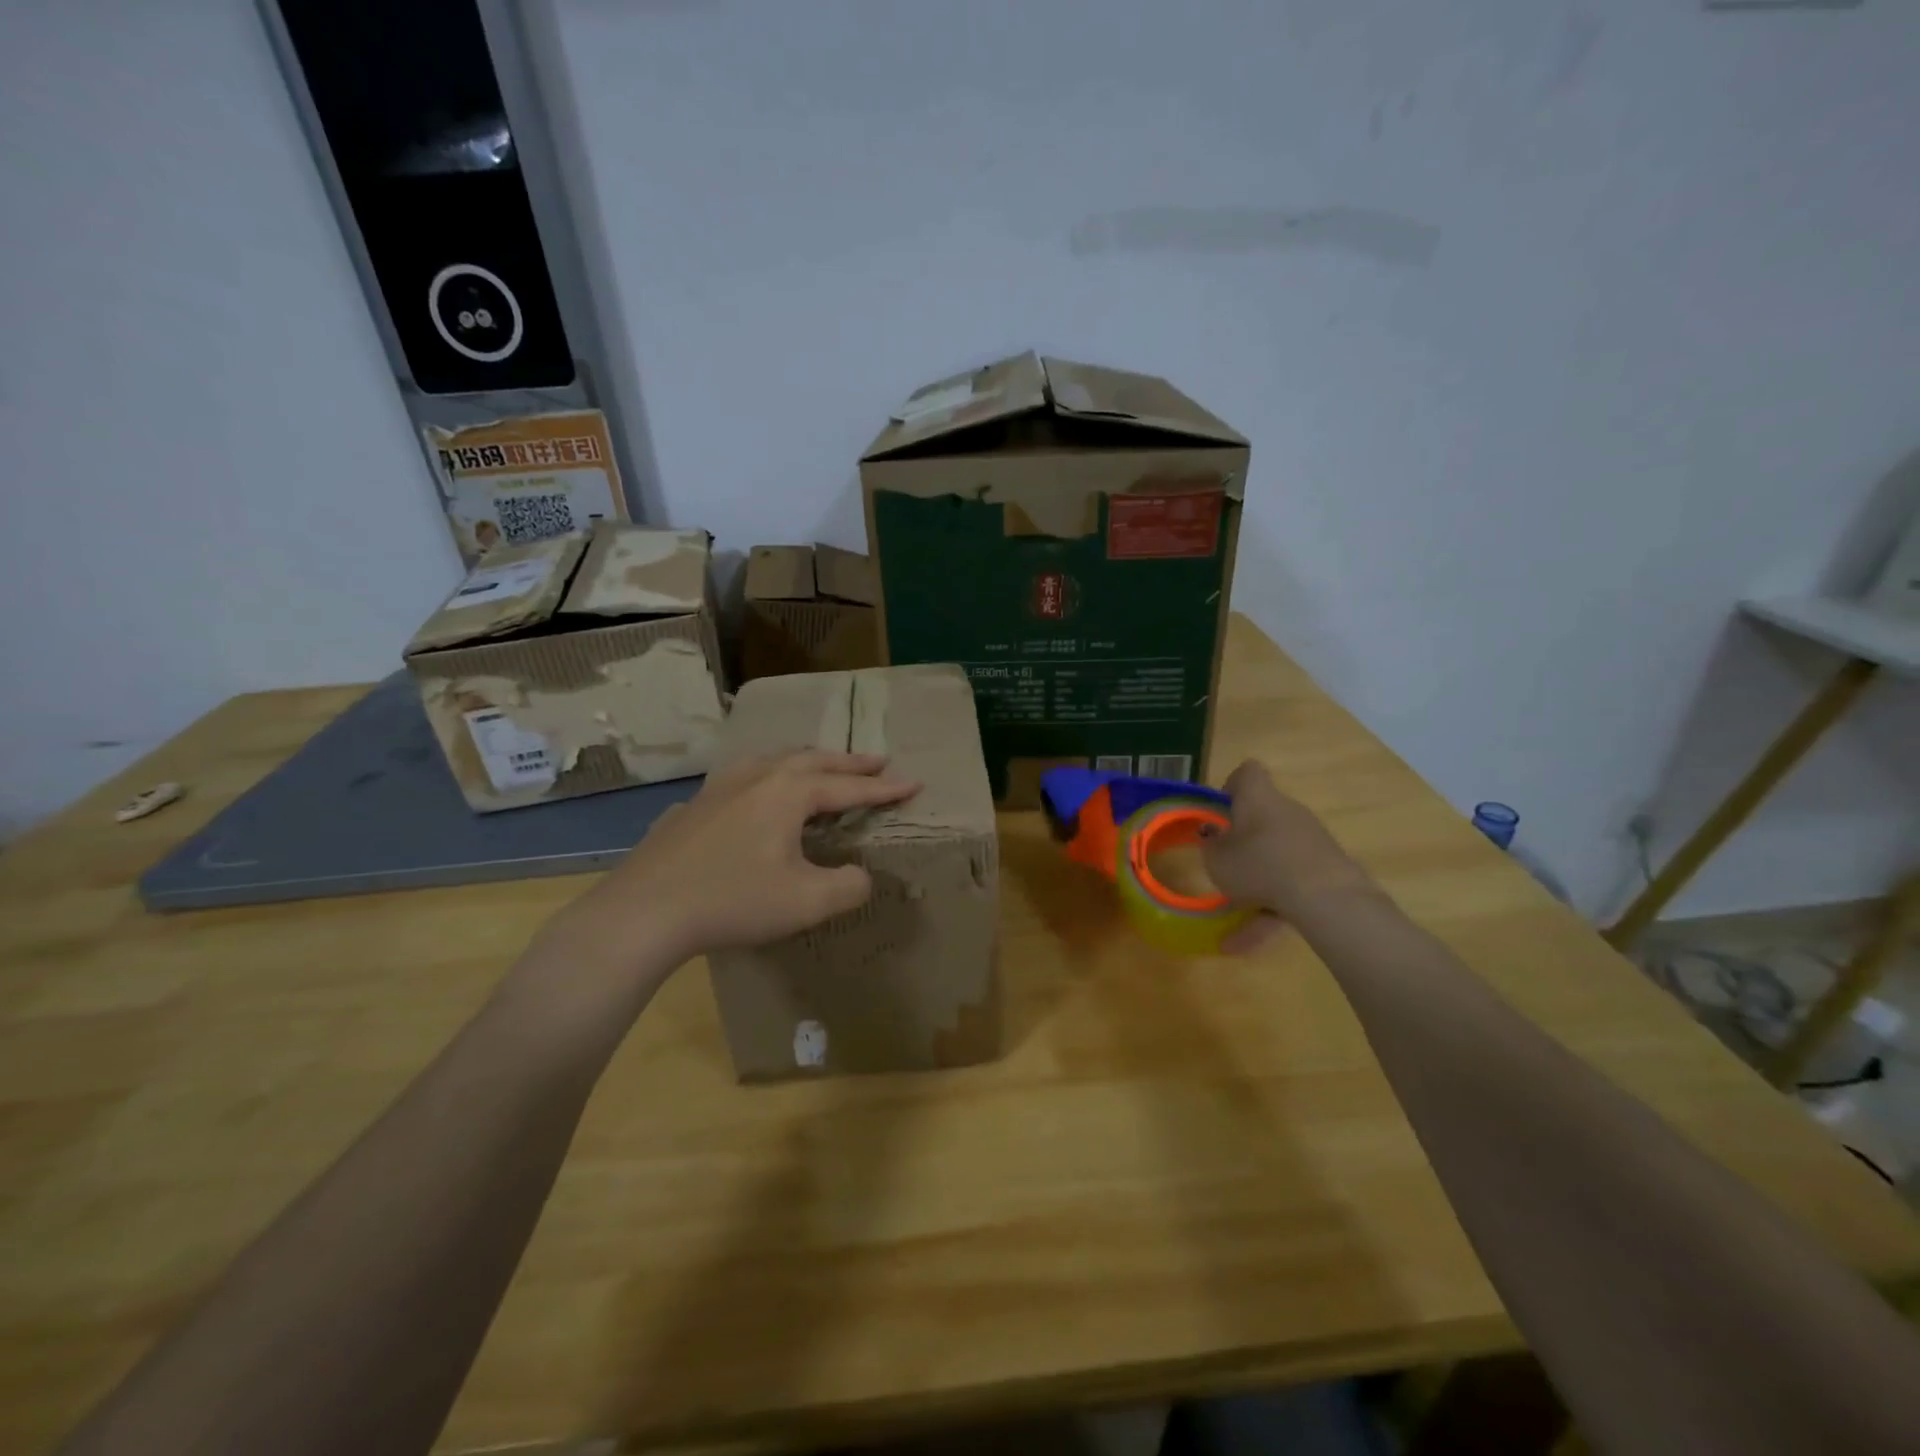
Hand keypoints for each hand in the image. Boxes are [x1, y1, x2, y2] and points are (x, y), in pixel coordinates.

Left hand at [530, 750, 919, 998]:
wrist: (644, 911)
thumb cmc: (733, 902)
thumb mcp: (806, 902)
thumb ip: (848, 887)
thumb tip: (861, 877)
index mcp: (789, 792)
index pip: (849, 787)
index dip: (884, 789)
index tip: (914, 783)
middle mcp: (757, 777)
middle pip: (814, 760)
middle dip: (850, 763)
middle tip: (878, 761)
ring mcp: (720, 787)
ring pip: (775, 760)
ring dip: (809, 761)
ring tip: (823, 765)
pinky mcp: (695, 806)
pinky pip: (745, 777)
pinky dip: (771, 775)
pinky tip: (759, 791)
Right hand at [1203, 760, 1373, 950]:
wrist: (1326, 897)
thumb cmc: (1259, 865)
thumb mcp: (1216, 859)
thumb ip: (1211, 846)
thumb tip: (1213, 835)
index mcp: (1258, 798)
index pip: (1247, 773)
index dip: (1231, 787)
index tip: (1219, 811)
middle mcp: (1287, 811)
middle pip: (1263, 816)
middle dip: (1244, 839)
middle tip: (1224, 861)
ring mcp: (1312, 839)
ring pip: (1276, 855)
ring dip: (1257, 878)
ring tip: (1233, 912)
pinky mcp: (1328, 867)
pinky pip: (1291, 882)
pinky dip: (1271, 907)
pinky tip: (1247, 942)